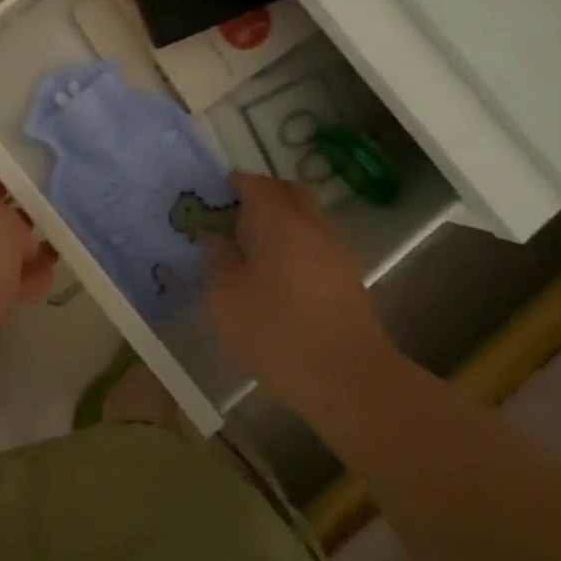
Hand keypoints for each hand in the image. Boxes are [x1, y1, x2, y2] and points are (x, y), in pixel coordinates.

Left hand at [0, 177, 55, 411]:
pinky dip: (18, 286)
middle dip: (24, 227)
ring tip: (58, 258)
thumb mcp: (1, 224)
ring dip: (25, 259)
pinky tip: (44, 286)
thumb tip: (22, 242)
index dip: (17, 188)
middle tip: (60, 229)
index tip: (50, 196)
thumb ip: (18, 221)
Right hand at [205, 172, 395, 419]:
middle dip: (262, 196)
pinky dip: (298, 247)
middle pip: (288, 191)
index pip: (253, 182)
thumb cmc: (276, 331)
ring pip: (307, 218)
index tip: (211, 199)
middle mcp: (311, 224)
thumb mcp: (225, 297)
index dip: (230, 184)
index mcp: (277, 219)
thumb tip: (215, 237)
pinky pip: (317, 245)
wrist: (347, 378)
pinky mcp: (349, 278)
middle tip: (234, 218)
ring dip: (283, 222)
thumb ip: (216, 258)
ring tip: (254, 251)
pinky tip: (280, 278)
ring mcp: (336, 250)